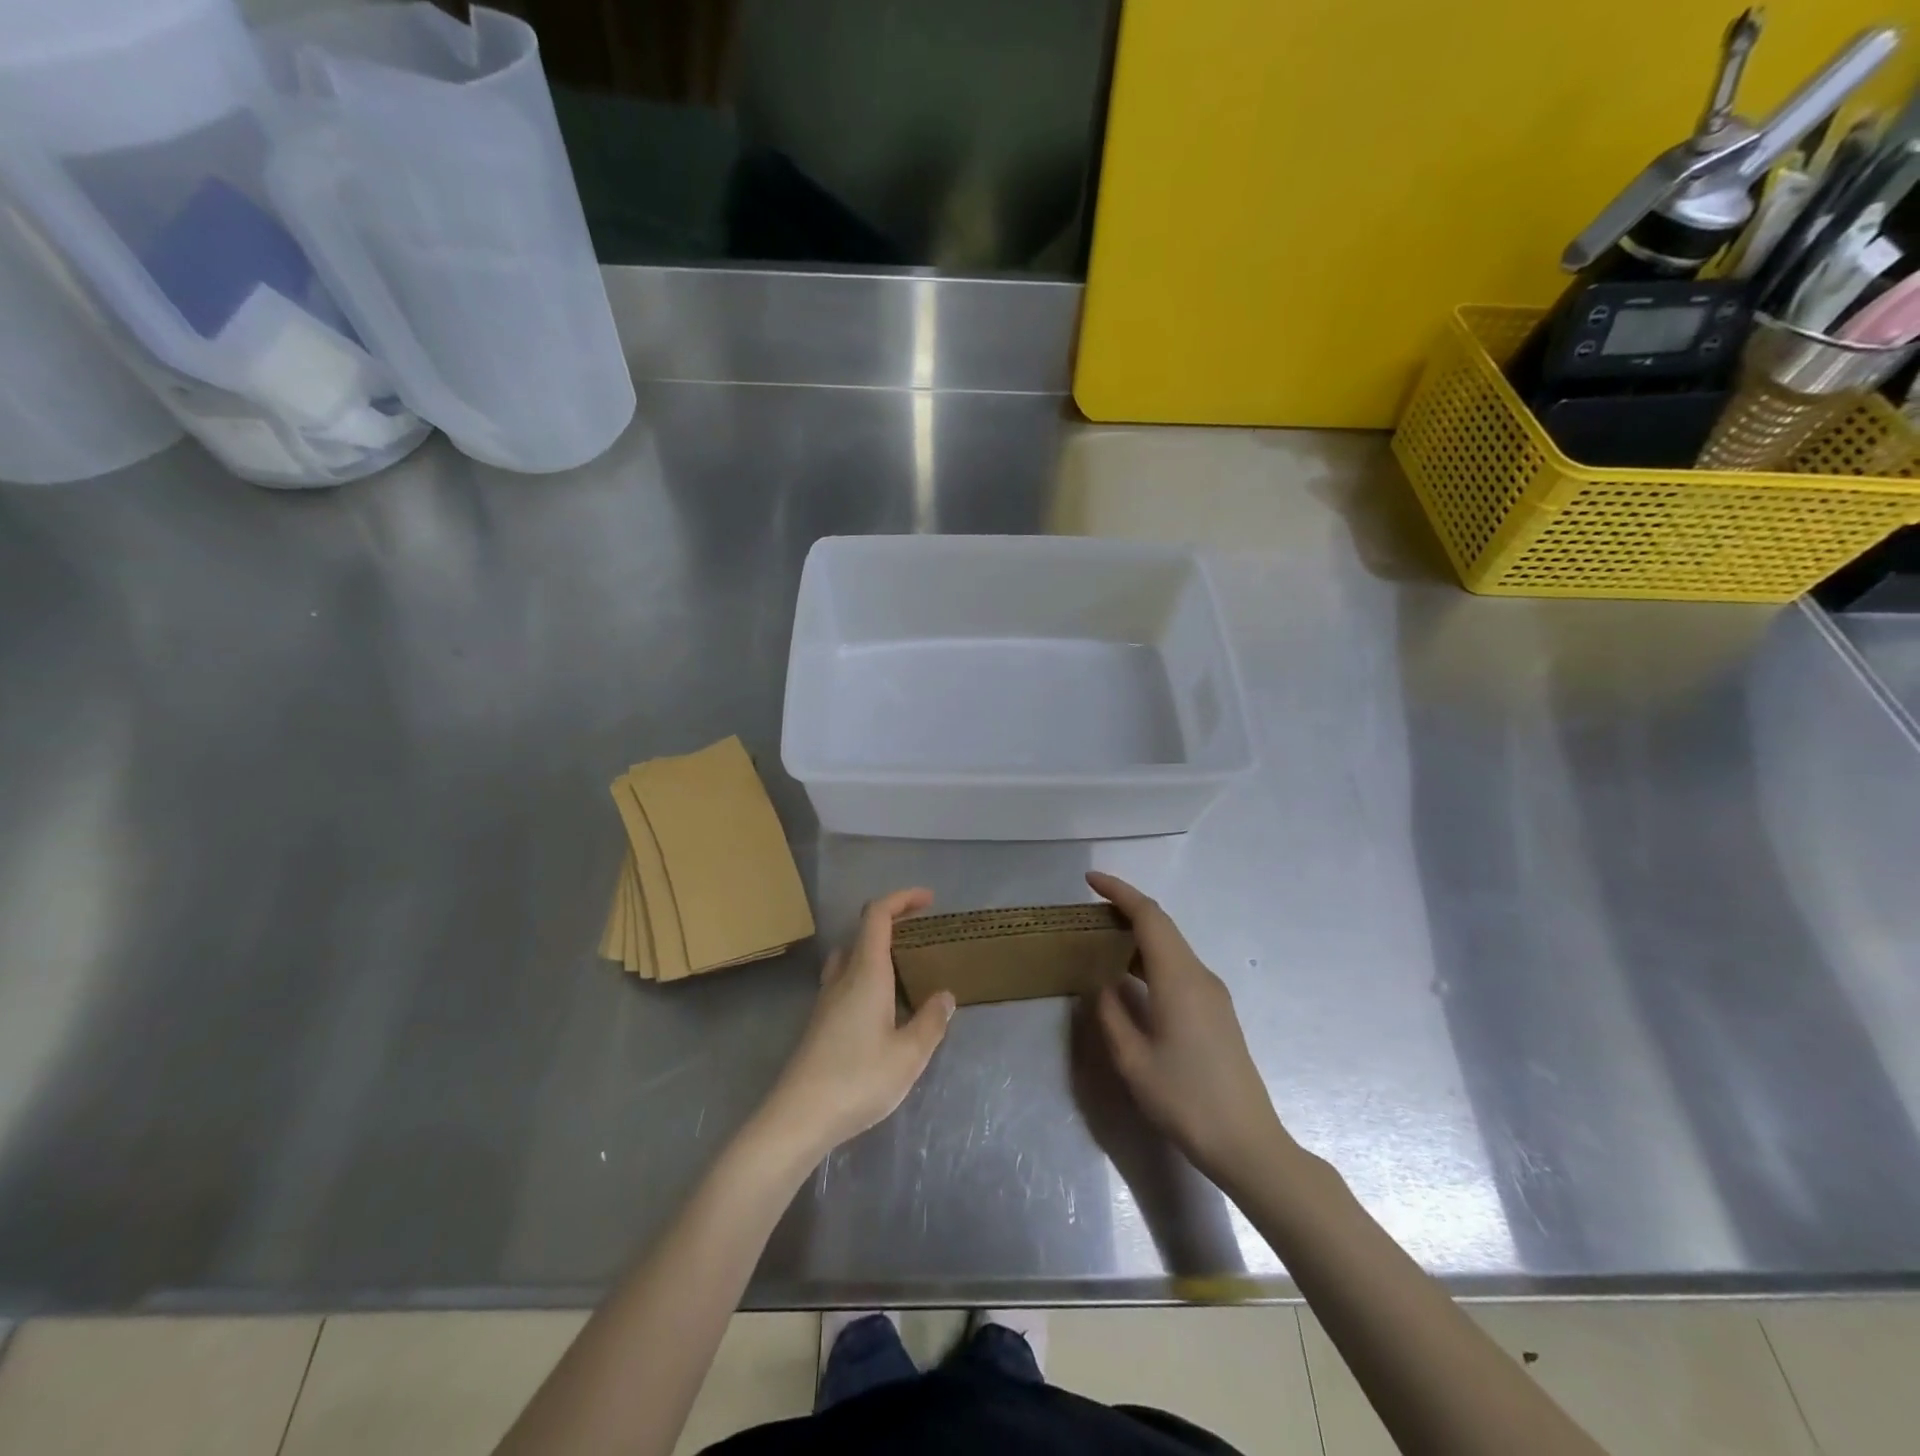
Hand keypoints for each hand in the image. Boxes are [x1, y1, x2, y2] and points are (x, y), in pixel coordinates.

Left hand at [758, 888, 954, 1162]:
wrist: (798, 1117)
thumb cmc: (858, 1079)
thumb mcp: (909, 1055)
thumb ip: (930, 1022)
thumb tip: (945, 996)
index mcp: (866, 973)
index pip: (877, 915)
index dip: (902, 898)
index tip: (928, 899)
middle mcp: (843, 977)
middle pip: (863, 932)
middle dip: (893, 923)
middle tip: (923, 935)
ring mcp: (827, 1000)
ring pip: (851, 956)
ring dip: (878, 950)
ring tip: (907, 969)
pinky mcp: (820, 1022)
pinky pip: (846, 981)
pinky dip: (868, 976)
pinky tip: (885, 1008)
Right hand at [1088, 872, 1292, 1186]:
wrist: (1247, 1143)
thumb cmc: (1185, 1100)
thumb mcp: (1132, 1061)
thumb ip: (1111, 1014)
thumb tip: (1102, 985)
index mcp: (1178, 979)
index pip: (1149, 916)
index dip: (1119, 892)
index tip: (1090, 880)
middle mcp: (1199, 976)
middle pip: (1162, 925)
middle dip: (1126, 908)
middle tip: (1088, 911)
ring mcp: (1212, 993)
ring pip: (1172, 946)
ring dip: (1138, 935)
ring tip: (1102, 941)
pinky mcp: (1216, 1011)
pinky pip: (1179, 967)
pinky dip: (1151, 958)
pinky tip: (1130, 977)